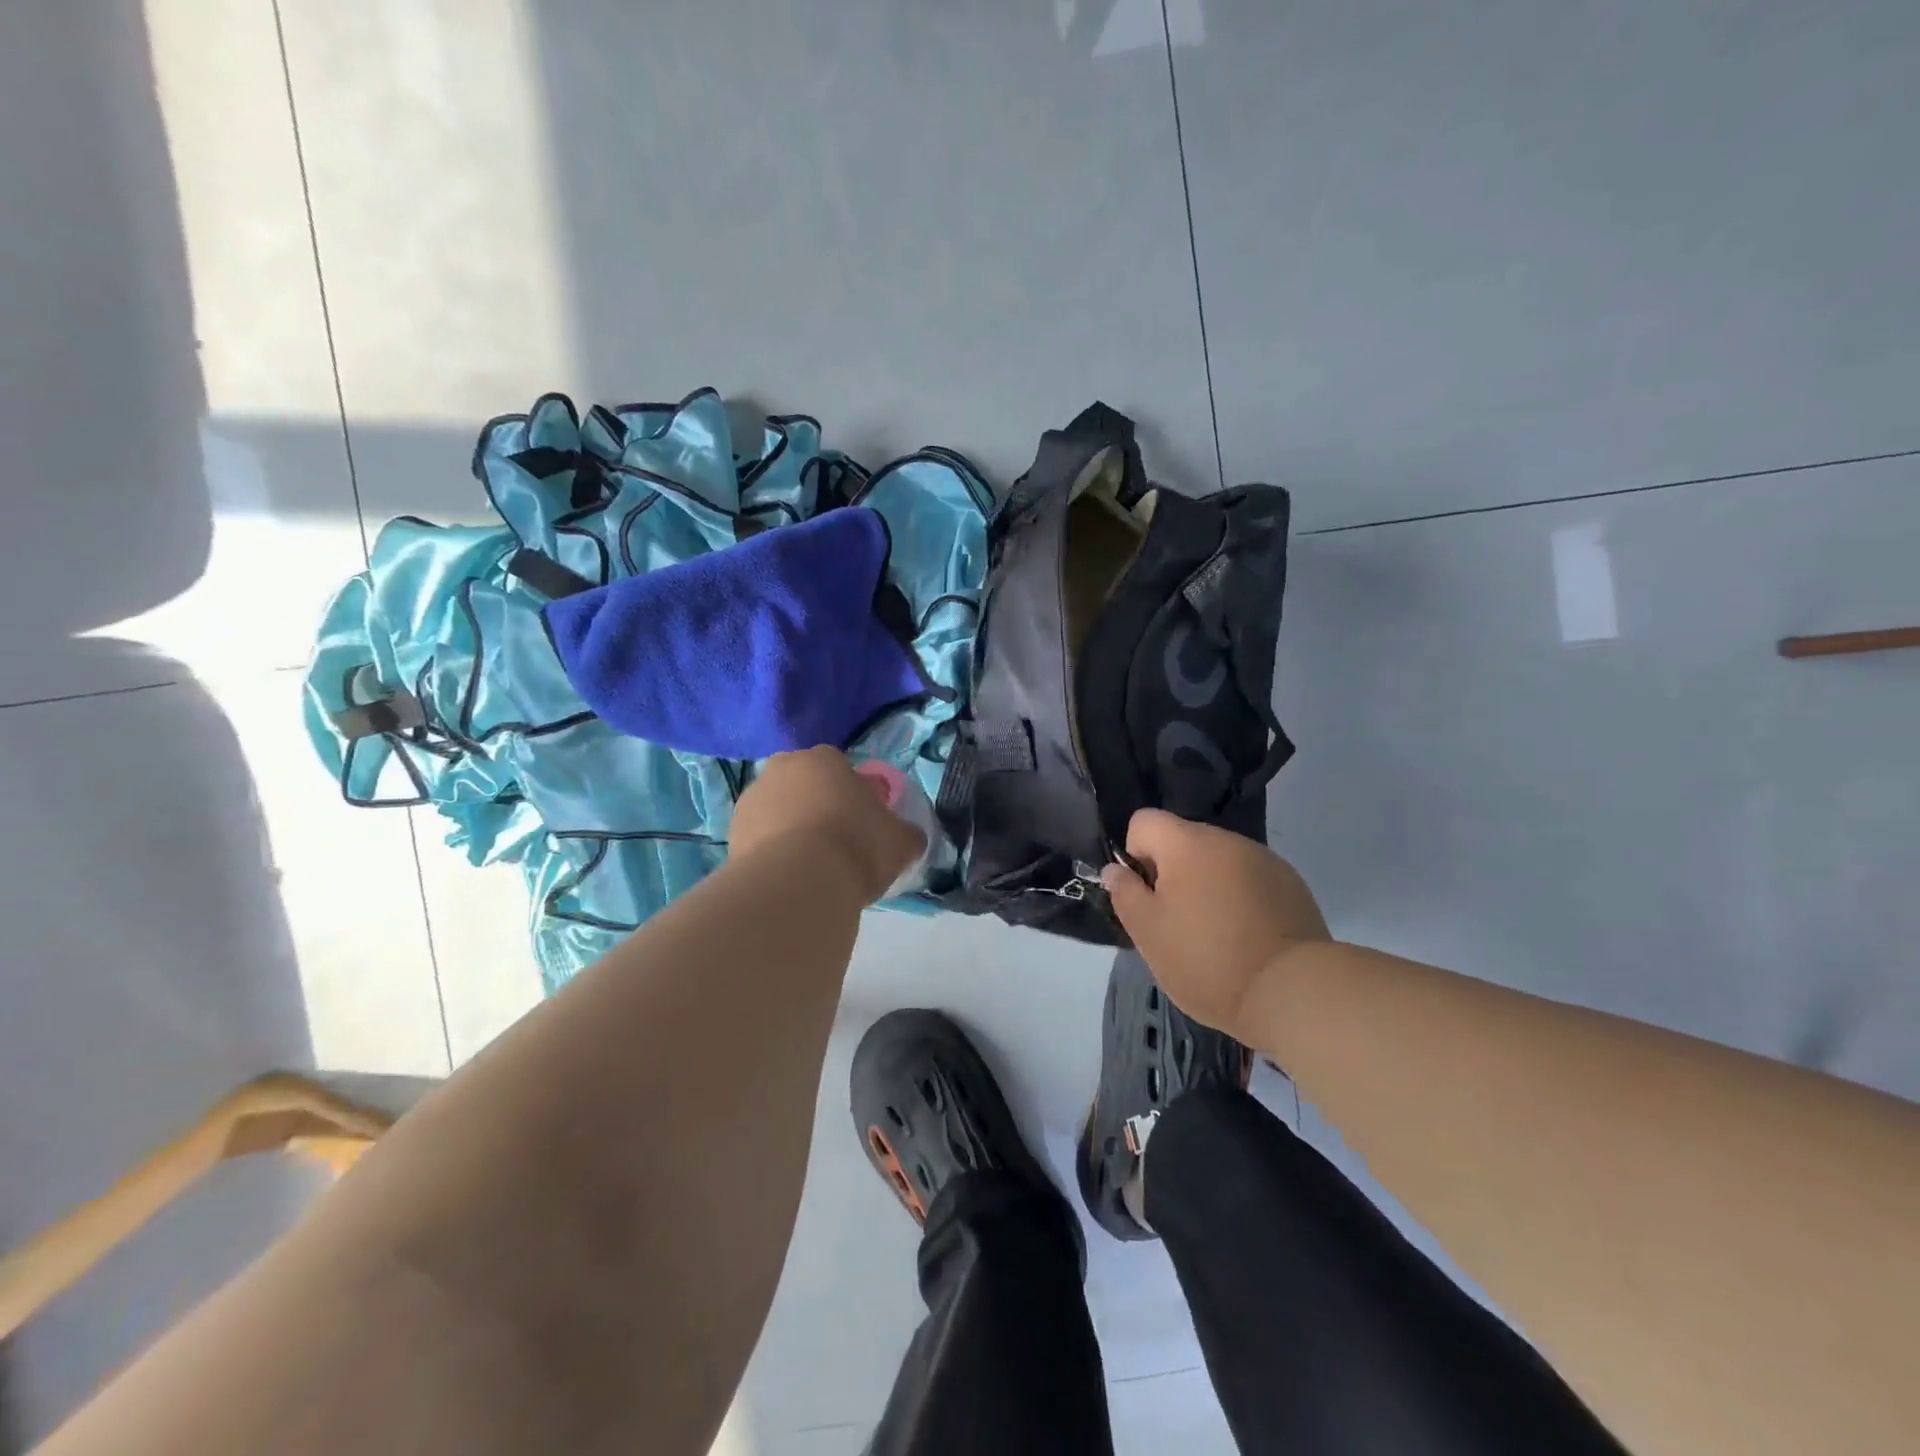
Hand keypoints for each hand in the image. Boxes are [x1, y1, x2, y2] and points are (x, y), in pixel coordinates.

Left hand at [729, 747, 924, 902]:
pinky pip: (761, 839)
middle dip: (818, 806)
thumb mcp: (900, 841)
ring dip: (792, 829)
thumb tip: (909, 836)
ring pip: (779, 810)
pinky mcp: (731, 834)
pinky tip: (790, 878)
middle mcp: (782, 769)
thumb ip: (906, 833)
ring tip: (812, 867)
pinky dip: (773, 853)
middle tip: (838, 842)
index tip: (863, 822)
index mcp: (824, 758)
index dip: (854, 794)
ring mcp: (751, 800)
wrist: (798, 883)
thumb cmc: (856, 845)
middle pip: (805, 784)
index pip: (841, 767)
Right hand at [1102, 809, 1329, 1038]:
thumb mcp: (1147, 932)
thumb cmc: (1207, 960)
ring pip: (1218, 862)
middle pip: (1183, 841)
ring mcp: (1264, 860)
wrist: (1293, 991)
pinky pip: (1249, 880)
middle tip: (1176, 924)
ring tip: (1215, 935)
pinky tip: (1247, 938)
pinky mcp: (1292, 885)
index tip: (1147, 896)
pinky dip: (1239, 899)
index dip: (1135, 854)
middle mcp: (1227, 840)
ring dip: (1207, 886)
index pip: (1144, 821)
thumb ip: (1125, 893)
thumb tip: (1116, 870)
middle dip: (1172, 873)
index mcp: (1187, 843)